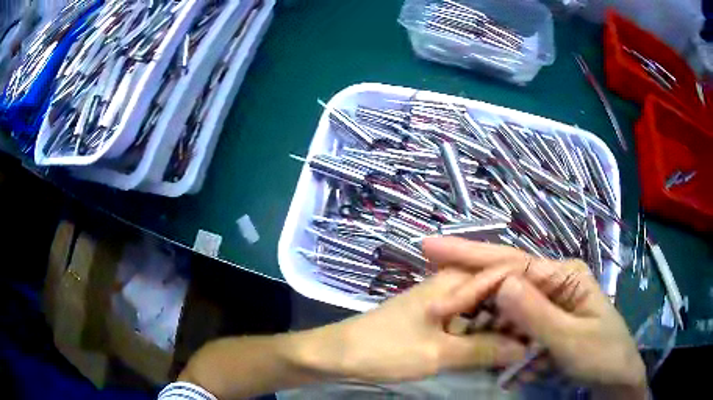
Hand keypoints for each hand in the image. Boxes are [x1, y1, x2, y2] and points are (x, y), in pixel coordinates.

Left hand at [294, 269, 526, 382]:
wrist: (339, 354)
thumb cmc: (386, 350)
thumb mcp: (439, 353)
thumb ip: (484, 350)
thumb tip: (525, 348)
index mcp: (454, 281)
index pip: (504, 276)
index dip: (528, 296)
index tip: (547, 317)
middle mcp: (452, 285)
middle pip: (496, 295)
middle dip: (516, 317)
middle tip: (536, 341)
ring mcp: (443, 303)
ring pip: (484, 312)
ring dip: (500, 330)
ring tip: (522, 350)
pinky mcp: (436, 320)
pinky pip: (469, 324)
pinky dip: (482, 337)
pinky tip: (495, 353)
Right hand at [423, 237, 646, 395]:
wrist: (614, 376)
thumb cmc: (600, 356)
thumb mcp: (570, 340)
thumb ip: (537, 315)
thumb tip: (501, 283)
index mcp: (565, 275)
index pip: (514, 270)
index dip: (475, 283)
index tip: (440, 303)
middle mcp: (554, 278)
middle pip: (506, 268)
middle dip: (468, 262)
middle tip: (429, 248)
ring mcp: (548, 297)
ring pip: (505, 293)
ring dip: (476, 298)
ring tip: (443, 294)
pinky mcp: (543, 316)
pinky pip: (511, 315)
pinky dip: (491, 321)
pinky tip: (472, 321)